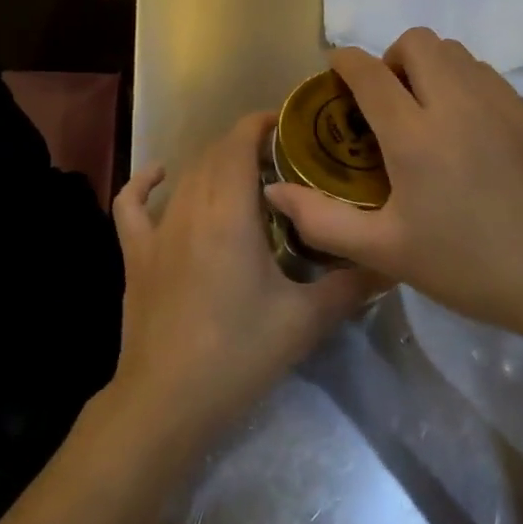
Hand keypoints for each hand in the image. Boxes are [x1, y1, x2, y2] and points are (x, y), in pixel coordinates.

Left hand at [109, 113, 374, 450]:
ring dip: (213, 165)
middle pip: (215, 155)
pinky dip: (144, 183)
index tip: (289, 123)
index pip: (240, 144)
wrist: (167, 400)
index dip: (261, 124)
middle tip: (283, 159)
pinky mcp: (136, 254)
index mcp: (229, 212)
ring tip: (245, 174)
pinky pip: (132, 205)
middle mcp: (190, 207)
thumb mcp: (305, 320)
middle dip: (247, 145)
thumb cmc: (238, 354)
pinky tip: (160, 176)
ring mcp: (157, 230)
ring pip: (186, 176)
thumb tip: (391, 262)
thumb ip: (350, 285)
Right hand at [264, 28, 522, 350]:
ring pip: (454, 51)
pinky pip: (484, 71)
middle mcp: (457, 104)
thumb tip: (275, 191)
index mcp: (415, 136)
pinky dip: (461, 79)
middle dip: (391, 58)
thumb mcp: (385, 251)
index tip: (335, 72)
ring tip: (423, 109)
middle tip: (386, 100)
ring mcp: (499, 103)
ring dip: (428, 66)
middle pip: (417, 42)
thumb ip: (322, 219)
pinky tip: (463, 125)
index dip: (345, 62)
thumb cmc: (467, 266)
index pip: (370, 72)